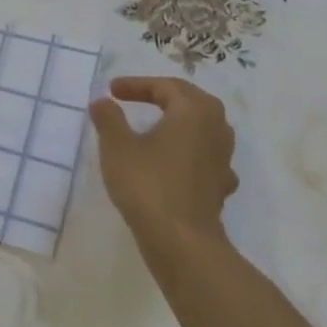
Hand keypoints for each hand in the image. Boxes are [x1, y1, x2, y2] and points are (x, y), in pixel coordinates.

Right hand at [89, 77, 236, 257]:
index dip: (136, 85)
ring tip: (153, 126)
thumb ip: (109, 119)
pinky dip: (185, 150)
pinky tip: (172, 162)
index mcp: (194, 111)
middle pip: (189, 101)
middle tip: (135, 98)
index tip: (112, 91)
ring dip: (177, 122)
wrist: (182, 241)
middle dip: (161, 96)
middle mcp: (216, 128)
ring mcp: (223, 158)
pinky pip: (203, 155)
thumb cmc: (148, 184)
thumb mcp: (117, 147)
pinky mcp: (221, 184)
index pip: (165, 87)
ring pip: (201, 127)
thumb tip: (103, 102)